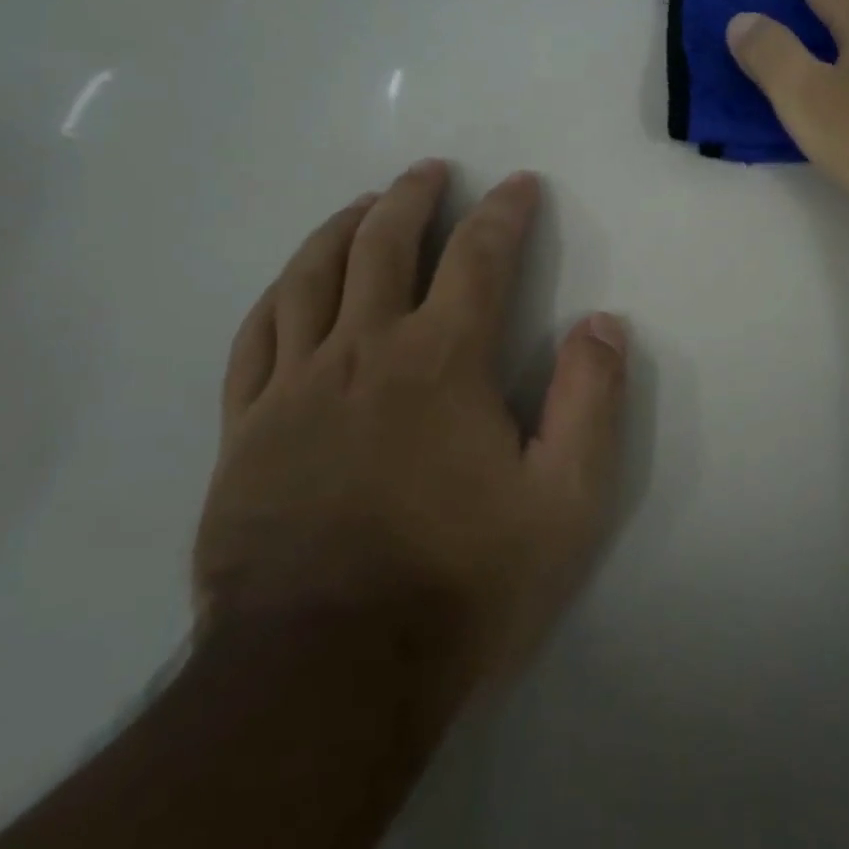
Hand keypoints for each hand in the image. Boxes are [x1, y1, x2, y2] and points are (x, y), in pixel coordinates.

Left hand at [194, 160, 625, 685]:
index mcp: (440, 361)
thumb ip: (590, 402)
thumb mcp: (564, 502)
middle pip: (384, 244)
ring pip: (312, 276)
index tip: (520, 185)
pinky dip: (280, 292)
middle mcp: (363, 351)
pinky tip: (293, 282)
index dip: (505, 212)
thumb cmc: (461, 585)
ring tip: (364, 203)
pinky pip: (256, 335)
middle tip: (431, 171)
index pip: (479, 257)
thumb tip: (603, 323)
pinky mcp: (245, 429)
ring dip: (343, 227)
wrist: (327, 677)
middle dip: (414, 197)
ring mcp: (294, 386)